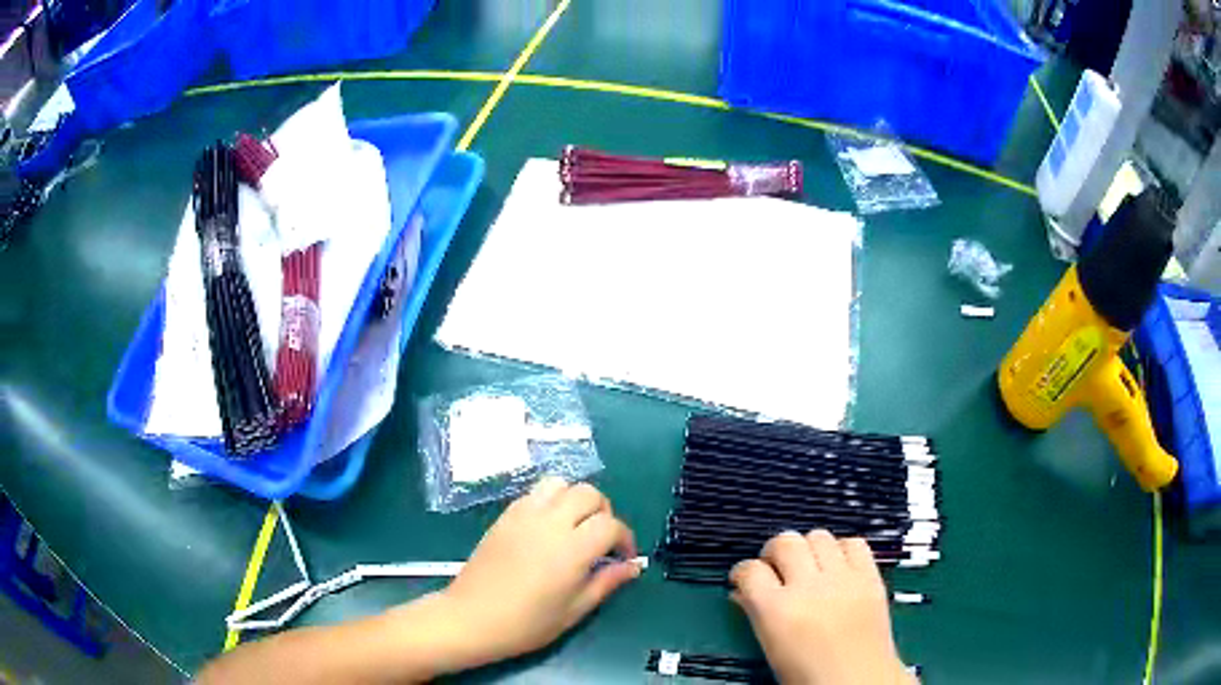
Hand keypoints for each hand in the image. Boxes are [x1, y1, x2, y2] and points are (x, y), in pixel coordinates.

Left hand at [438, 477, 640, 664]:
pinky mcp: (504, 516)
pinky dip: (550, 501)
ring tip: (574, 527)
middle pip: (589, 493)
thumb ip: (606, 583)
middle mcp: (550, 522)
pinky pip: (534, 493)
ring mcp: (523, 515)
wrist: (471, 618)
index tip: (623, 558)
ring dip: (575, 499)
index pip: (611, 525)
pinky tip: (547, 529)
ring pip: (560, 484)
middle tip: (601, 541)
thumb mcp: (574, 610)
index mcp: (572, 549)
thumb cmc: (527, 623)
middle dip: (604, 513)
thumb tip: (633, 566)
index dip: (625, 539)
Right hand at [730, 530, 913, 684]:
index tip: (745, 579)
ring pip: (818, 535)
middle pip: (784, 542)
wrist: (857, 681)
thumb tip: (742, 593)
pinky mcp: (870, 576)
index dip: (743, 572)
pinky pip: (854, 543)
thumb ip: (756, 615)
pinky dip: (842, 549)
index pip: (750, 570)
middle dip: (774, 552)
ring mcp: (843, 578)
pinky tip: (838, 565)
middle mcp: (809, 587)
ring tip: (809, 565)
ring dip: (808, 548)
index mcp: (778, 611)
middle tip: (776, 568)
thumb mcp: (772, 649)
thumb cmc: (808, 675)